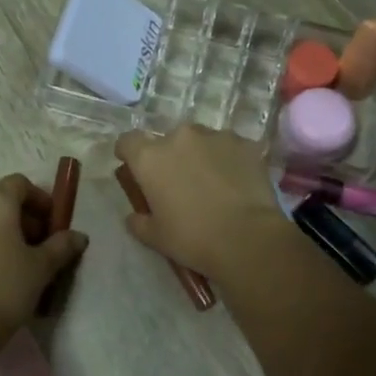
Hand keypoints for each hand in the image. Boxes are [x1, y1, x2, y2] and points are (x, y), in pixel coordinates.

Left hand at [0, 174, 87, 334]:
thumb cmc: (6, 288)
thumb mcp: (41, 267)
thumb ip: (61, 246)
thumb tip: (79, 236)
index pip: (20, 184)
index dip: (40, 200)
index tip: (52, 223)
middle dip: (21, 216)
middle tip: (38, 243)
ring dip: (0, 230)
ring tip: (16, 259)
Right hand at [113, 126, 286, 279]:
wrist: (247, 239)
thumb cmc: (193, 238)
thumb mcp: (155, 237)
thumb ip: (139, 222)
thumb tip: (134, 216)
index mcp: (150, 158)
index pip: (128, 141)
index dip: (128, 152)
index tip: (133, 166)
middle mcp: (180, 137)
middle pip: (168, 140)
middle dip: (171, 156)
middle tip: (180, 182)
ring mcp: (216, 136)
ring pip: (201, 141)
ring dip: (201, 155)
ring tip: (213, 182)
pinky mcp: (246, 144)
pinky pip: (230, 148)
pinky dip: (229, 160)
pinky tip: (237, 183)